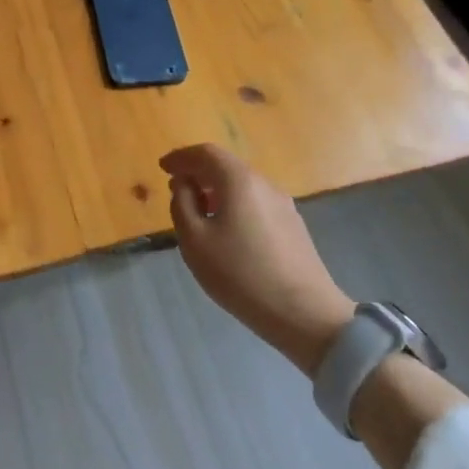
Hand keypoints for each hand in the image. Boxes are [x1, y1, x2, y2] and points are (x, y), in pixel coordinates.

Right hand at [161, 144, 353, 375]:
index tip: (162, 168)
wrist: (305, 315)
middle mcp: (264, 184)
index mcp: (239, 180)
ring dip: (216, 189)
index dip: (181, 157)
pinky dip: (234, 204)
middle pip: (226, 166)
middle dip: (198, 172)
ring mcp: (283, 205)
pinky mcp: (293, 226)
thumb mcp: (194, 240)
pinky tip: (227, 229)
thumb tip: (184, 184)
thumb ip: (182, 204)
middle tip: (177, 188)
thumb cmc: (241, 274)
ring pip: (242, 185)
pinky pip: (255, 202)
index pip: (205, 153)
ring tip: (199, 211)